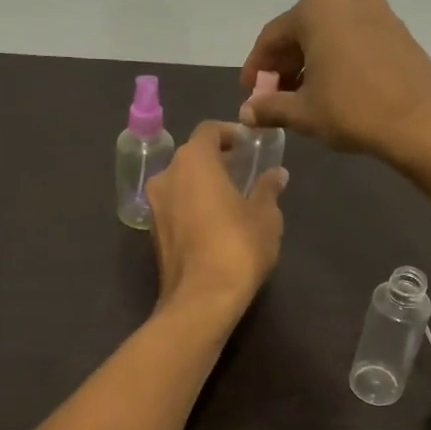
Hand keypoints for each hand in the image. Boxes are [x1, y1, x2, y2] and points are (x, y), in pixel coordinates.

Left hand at [145, 121, 286, 315]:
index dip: (229, 133)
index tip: (248, 144)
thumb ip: (268, 189)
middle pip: (191, 156)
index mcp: (193, 161)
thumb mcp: (265, 215)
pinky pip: (175, 206)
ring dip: (202, 184)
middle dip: (216, 159)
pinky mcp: (153, 233)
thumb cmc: (238, 246)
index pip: (209, 131)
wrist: (201, 299)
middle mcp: (167, 176)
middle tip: (242, 170)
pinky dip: (192, 205)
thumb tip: (277, 174)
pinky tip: (215, 222)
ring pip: (180, 182)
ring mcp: (155, 205)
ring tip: (231, 198)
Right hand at [239, 0, 430, 163]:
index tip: (250, 93)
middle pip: (302, 32)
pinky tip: (334, 88)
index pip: (272, 37)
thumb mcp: (303, 112)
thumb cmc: (353, 111)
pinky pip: (354, 40)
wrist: (422, 123)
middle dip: (284, 65)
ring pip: (330, 35)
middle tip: (274, 97)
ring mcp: (378, 11)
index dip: (256, 67)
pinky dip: (337, 60)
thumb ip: (269, 107)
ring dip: (311, 63)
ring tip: (303, 96)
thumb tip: (246, 112)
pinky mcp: (398, 30)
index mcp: (317, 9)